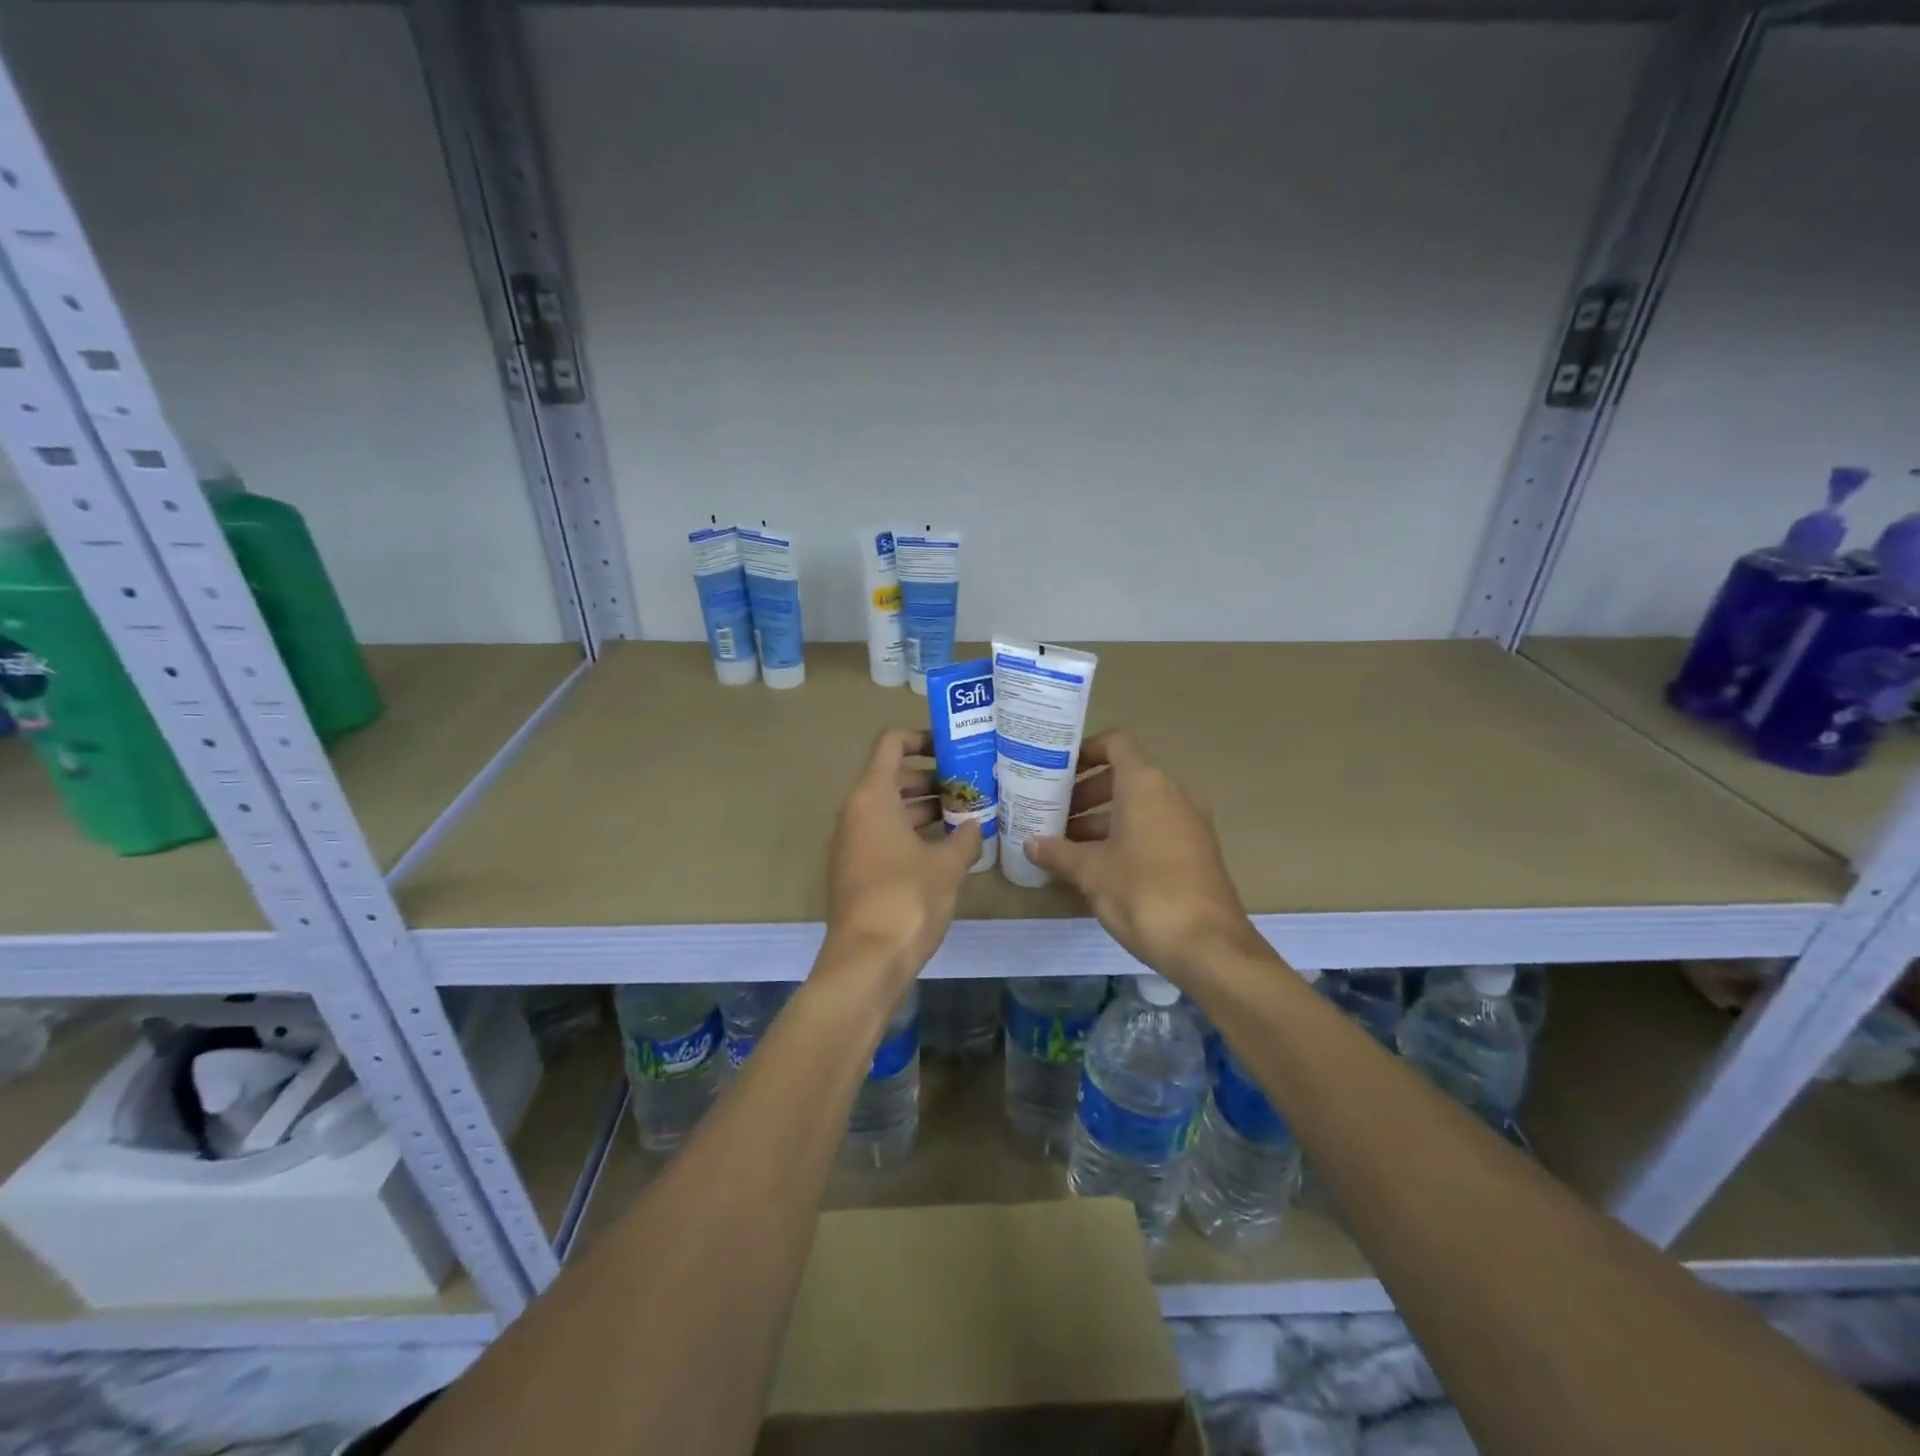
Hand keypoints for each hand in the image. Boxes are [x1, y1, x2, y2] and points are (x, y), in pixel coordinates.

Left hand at [823, 728, 981, 991]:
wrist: (867, 961)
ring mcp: (852, 843)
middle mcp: (855, 812)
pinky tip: (948, 849)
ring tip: (967, 815)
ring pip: (890, 810)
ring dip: (925, 809)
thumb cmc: (907, 899)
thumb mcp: (947, 864)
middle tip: (970, 786)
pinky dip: (913, 834)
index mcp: (872, 797)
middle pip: (893, 777)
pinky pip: (885, 836)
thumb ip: (966, 837)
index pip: (891, 744)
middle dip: (932, 778)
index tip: (953, 748)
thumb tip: (975, 825)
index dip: (920, 737)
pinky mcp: (856, 871)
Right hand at [1028, 730, 1261, 978]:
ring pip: (1138, 806)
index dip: (1084, 751)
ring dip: (1102, 819)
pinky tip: (1097, 868)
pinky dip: (1125, 837)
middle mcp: (1172, 794)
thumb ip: (1058, 852)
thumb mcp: (1091, 872)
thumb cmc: (1143, 893)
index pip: (1115, 743)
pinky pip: (1154, 829)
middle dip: (1085, 792)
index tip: (1056, 773)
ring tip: (1067, 845)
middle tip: (1053, 814)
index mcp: (1146, 784)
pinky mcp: (1196, 852)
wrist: (1208, 946)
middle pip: (1124, 776)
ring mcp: (1189, 823)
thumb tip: (1031, 843)